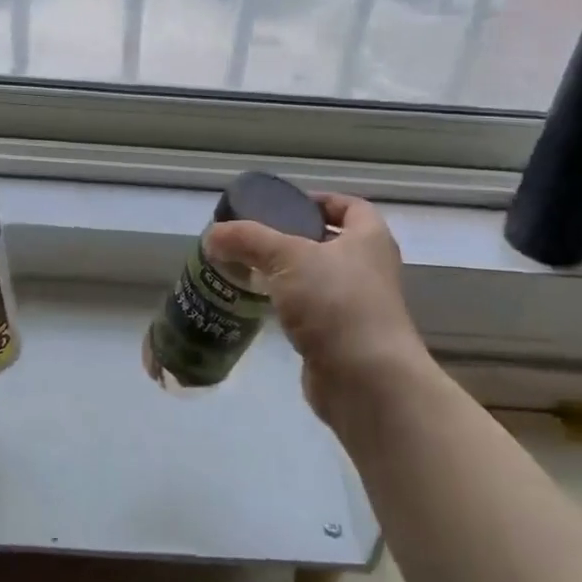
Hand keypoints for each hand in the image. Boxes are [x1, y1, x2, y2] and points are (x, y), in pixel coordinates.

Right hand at [205, 193, 433, 427]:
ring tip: (248, 268)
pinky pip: (312, 311)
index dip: (320, 200)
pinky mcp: (342, 338)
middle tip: (255, 237)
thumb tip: (212, 235)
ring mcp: (358, 306)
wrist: (366, 380)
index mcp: (369, 239)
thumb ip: (247, 240)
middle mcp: (369, 269)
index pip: (350, 206)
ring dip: (288, 273)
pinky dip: (289, 305)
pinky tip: (261, 304)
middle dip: (294, 237)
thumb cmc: (336, 302)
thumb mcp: (287, 257)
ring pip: (318, 279)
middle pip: (330, 242)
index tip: (285, 204)